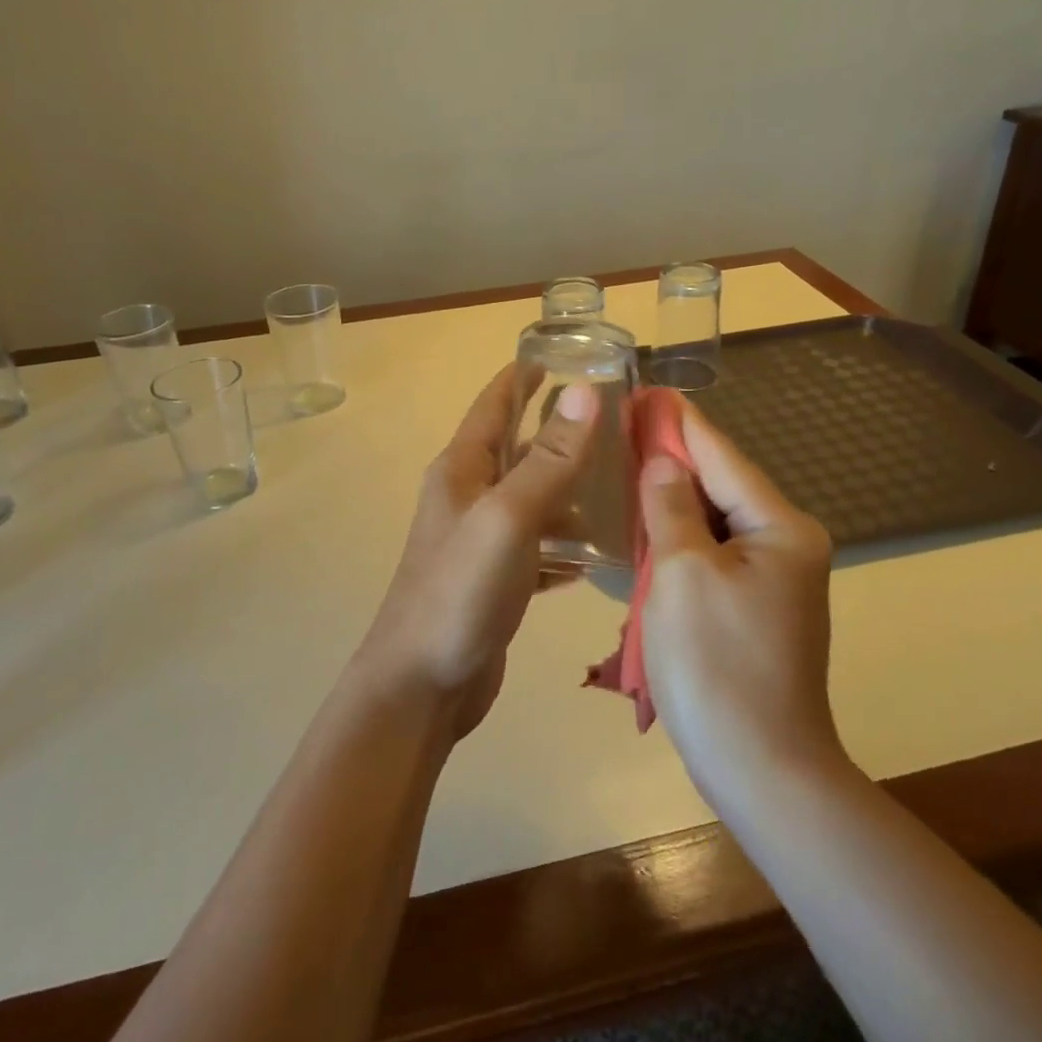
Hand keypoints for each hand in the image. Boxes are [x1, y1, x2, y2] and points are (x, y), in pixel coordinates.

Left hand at [359, 364, 598, 739]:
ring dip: (567, 485)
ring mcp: (479, 540)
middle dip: (558, 429)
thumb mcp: (508, 517)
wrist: (421, 686)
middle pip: (516, 448)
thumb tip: (585, 391)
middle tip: (615, 420)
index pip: (494, 404)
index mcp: (462, 469)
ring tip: (621, 479)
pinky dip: (565, 541)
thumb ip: (548, 458)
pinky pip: (537, 545)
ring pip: (530, 497)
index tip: (565, 355)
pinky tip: (600, 550)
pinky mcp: (495, 579)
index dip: (523, 376)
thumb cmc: (460, 591)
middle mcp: (468, 496)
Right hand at [639, 396, 840, 805]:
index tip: (645, 390)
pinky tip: (644, 523)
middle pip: (719, 485)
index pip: (721, 457)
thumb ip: (670, 507)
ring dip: (670, 498)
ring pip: (712, 520)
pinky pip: (710, 553)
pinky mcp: (752, 606)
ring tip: (625, 462)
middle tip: (621, 426)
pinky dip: (677, 537)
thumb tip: (661, 462)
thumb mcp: (682, 573)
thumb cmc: (717, 664)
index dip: (678, 423)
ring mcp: (772, 578)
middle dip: (670, 457)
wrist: (762, 770)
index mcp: (780, 527)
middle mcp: (786, 543)